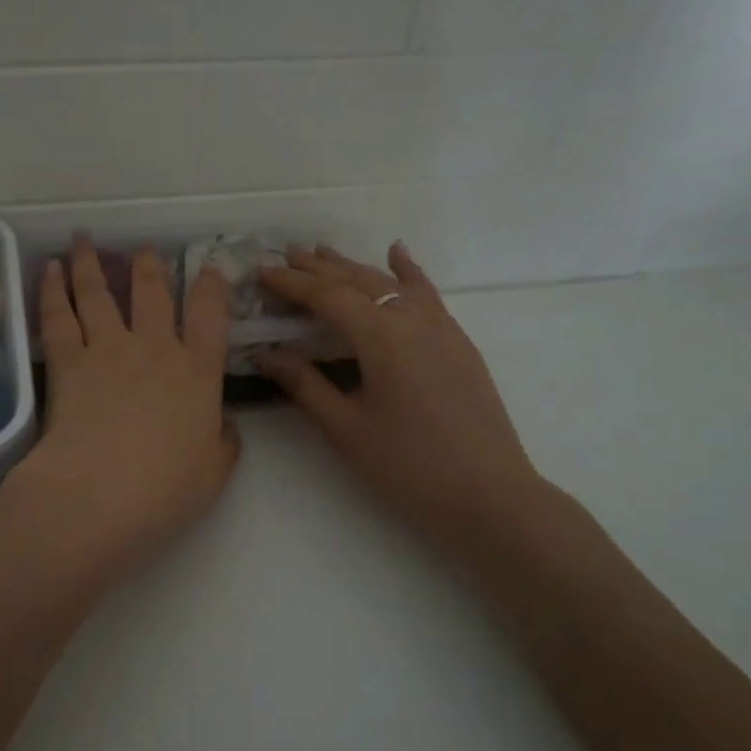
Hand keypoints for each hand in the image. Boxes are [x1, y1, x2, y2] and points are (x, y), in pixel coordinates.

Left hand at [0, 239, 239, 594]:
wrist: (101, 493)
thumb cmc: (166, 489)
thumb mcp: (215, 470)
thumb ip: (224, 440)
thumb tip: (223, 423)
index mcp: (198, 373)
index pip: (210, 317)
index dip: (211, 288)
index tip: (209, 269)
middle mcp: (154, 349)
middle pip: (151, 292)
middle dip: (150, 265)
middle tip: (145, 248)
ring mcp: (108, 350)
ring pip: (98, 292)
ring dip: (90, 262)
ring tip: (83, 239)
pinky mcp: (67, 362)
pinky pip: (58, 316)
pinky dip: (52, 289)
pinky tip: (49, 269)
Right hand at [255, 244, 553, 559]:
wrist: (489, 497)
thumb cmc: (408, 467)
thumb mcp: (346, 429)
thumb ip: (305, 385)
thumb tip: (267, 353)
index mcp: (381, 337)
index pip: (327, 297)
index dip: (291, 283)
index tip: (261, 271)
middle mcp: (412, 319)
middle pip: (358, 281)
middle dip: (319, 268)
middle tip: (285, 255)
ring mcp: (441, 328)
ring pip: (392, 283)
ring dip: (355, 267)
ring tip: (324, 253)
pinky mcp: (458, 343)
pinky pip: (427, 294)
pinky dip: (407, 272)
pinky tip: (398, 253)